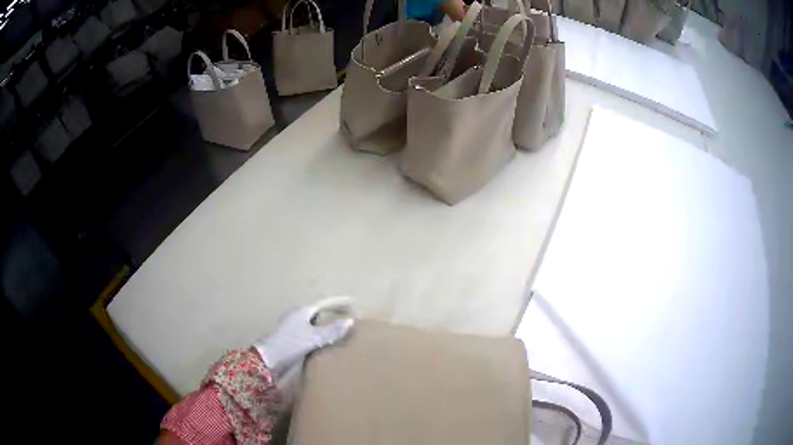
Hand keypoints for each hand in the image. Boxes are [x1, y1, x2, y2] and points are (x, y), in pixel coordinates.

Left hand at [254, 297, 354, 372]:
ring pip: (313, 325)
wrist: (267, 361)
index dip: (338, 303)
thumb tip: (350, 321)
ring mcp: (291, 329)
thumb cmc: (290, 344)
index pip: (324, 303)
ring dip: (324, 328)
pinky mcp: (289, 340)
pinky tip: (324, 346)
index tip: (352, 304)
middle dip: (332, 315)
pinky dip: (318, 337)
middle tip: (347, 320)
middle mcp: (296, 317)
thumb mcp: (313, 338)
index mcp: (302, 311)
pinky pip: (309, 335)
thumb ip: (331, 331)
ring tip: (339, 334)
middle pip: (318, 313)